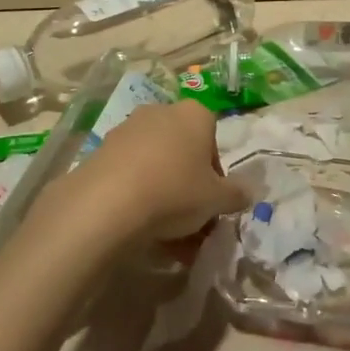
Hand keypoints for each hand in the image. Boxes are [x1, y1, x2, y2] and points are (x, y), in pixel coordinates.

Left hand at [56, 101, 248, 246]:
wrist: (108, 202)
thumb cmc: (175, 191)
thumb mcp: (217, 199)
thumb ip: (236, 194)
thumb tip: (246, 193)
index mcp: (194, 114)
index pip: (213, 141)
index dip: (215, 174)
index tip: (212, 201)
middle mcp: (161, 112)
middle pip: (183, 152)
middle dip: (189, 187)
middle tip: (192, 222)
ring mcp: (128, 129)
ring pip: (156, 165)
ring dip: (164, 195)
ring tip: (167, 238)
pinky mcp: (103, 149)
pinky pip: (131, 173)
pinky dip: (138, 196)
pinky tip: (140, 229)